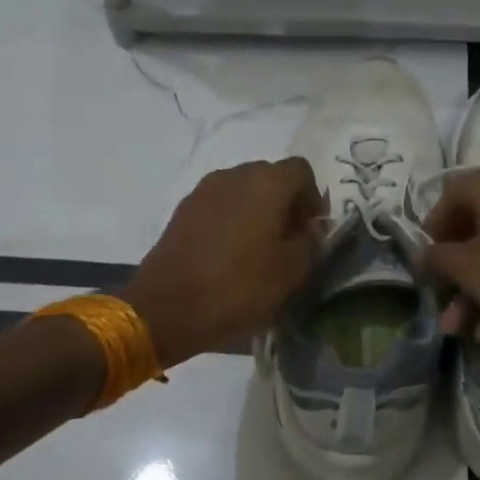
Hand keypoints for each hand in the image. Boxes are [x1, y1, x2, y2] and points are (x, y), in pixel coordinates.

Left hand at [121, 159, 325, 367]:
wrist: (166, 308)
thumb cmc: (239, 288)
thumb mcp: (293, 272)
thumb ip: (312, 241)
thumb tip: (309, 227)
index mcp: (267, 182)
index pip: (302, 171)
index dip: (312, 198)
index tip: (310, 230)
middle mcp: (235, 174)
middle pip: (271, 176)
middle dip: (285, 203)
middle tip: (287, 240)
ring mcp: (204, 190)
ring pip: (243, 190)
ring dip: (257, 211)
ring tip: (257, 249)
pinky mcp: (183, 209)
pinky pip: (220, 205)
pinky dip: (231, 220)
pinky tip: (229, 253)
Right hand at [421, 165, 479, 359]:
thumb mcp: (470, 270)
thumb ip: (440, 258)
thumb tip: (428, 254)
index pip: (450, 195)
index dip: (432, 230)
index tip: (426, 265)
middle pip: (474, 227)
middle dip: (454, 273)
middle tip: (442, 304)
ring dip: (476, 291)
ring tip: (462, 332)